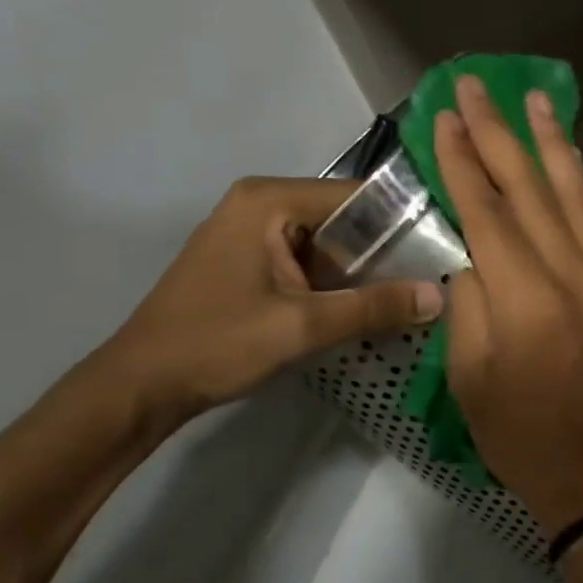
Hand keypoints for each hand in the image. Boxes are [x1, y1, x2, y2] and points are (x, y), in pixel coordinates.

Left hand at [106, 177, 442, 424]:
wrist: (139, 387)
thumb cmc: (216, 343)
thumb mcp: (302, 326)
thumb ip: (373, 308)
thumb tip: (439, 297)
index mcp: (269, 200)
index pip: (355, 195)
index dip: (401, 220)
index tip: (442, 246)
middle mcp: (260, 202)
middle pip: (341, 217)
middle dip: (383, 250)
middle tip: (432, 276)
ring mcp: (250, 230)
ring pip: (326, 241)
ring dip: (359, 269)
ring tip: (409, 292)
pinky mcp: (247, 258)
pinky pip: (305, 259)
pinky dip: (333, 281)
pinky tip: (364, 306)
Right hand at [435, 76, 582, 536]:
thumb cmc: (517, 433)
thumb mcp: (469, 374)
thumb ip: (468, 302)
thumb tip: (473, 254)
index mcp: (525, 299)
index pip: (488, 212)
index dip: (463, 161)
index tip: (445, 117)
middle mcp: (569, 274)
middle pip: (530, 189)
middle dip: (499, 133)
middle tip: (478, 85)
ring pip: (573, 194)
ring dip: (551, 142)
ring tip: (535, 98)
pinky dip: (578, 183)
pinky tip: (568, 157)